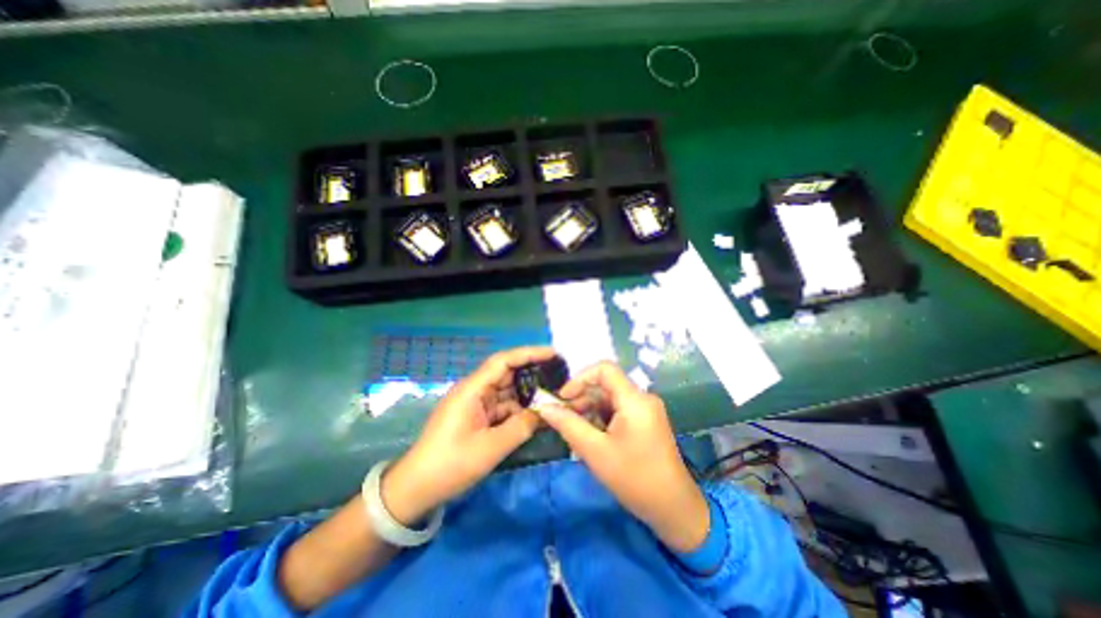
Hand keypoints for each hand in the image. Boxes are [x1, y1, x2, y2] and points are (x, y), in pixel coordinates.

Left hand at [384, 347, 555, 525]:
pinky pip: (503, 406)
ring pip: (507, 391)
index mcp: (472, 389)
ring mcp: (476, 404)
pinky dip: (519, 409)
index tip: (553, 354)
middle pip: (507, 373)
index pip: (503, 361)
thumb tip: (546, 412)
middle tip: (559, 375)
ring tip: (554, 393)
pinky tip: (537, 414)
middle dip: (533, 372)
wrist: (416, 488)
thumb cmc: (450, 465)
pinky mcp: (478, 416)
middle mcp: (475, 391)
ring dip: (528, 393)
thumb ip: (521, 426)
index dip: (529, 353)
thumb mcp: (490, 448)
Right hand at [538, 360, 708, 551]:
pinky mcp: (645, 421)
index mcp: (635, 400)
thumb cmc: (634, 479)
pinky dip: (600, 418)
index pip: (604, 369)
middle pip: (605, 385)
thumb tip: (543, 407)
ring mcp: (645, 410)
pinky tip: (590, 437)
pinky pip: (617, 410)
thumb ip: (568, 425)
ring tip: (574, 432)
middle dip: (581, 398)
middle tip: (563, 419)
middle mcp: (642, 398)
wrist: (674, 510)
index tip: (562, 398)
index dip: (580, 378)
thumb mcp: (595, 451)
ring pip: (609, 398)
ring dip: (589, 410)